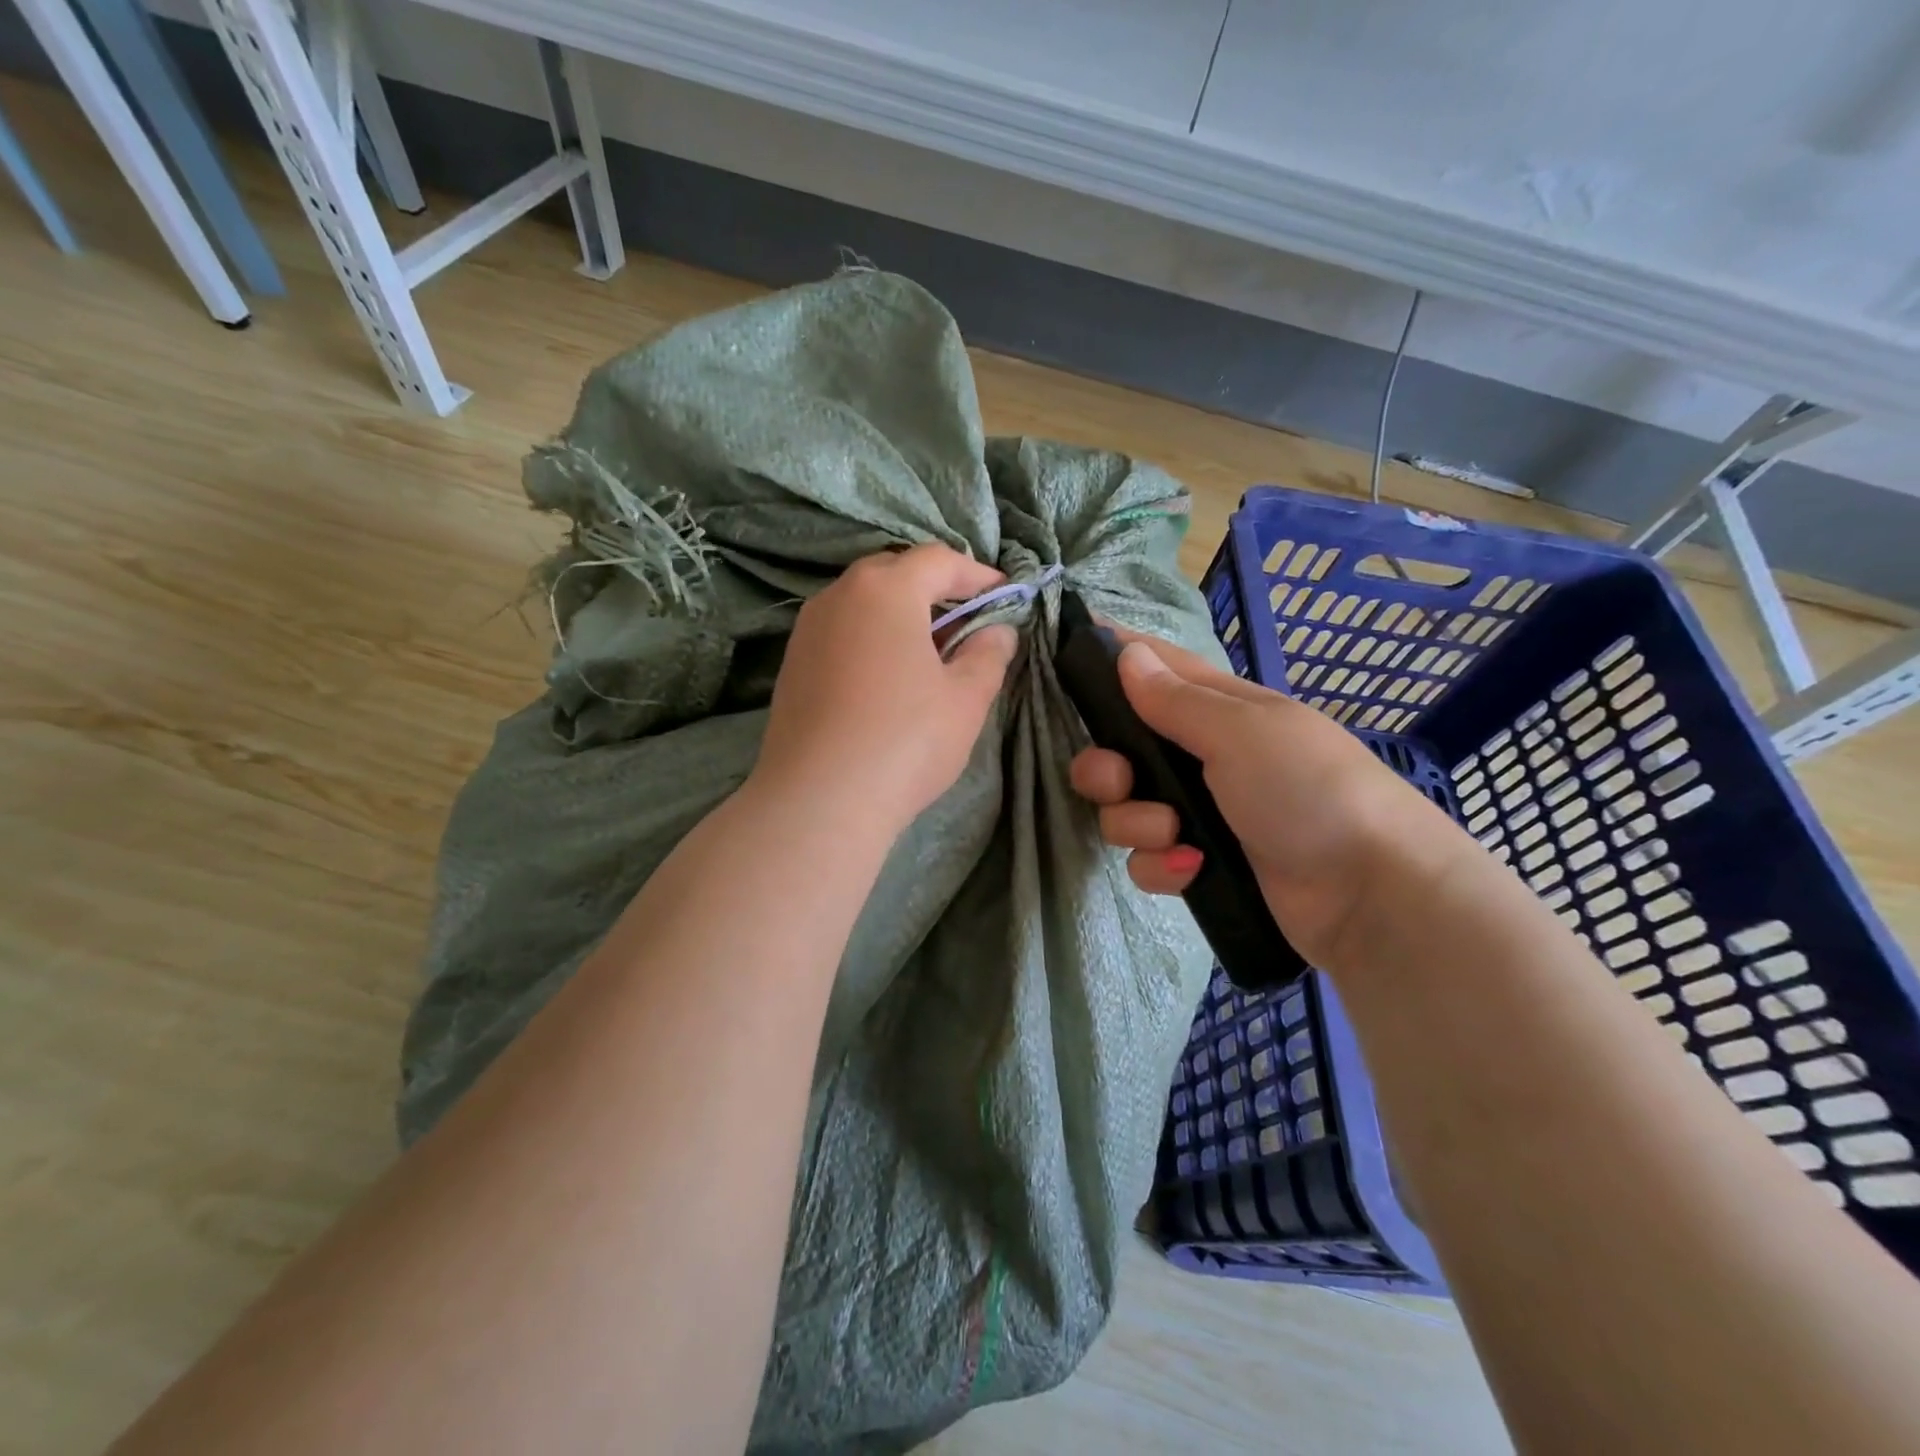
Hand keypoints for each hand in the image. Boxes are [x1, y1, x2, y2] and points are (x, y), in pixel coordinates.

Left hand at [751, 544, 1018, 832]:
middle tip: (966, 622)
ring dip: (900, 615)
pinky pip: (841, 633)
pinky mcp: (792, 664)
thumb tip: (997, 632)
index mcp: (886, 589)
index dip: (977, 574)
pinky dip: (871, 639)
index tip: (1004, 596)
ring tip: (929, 653)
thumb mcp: (965, 698)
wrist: (818, 800)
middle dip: (935, 590)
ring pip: (863, 604)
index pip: (938, 560)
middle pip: (895, 573)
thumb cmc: (905, 740)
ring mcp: (808, 630)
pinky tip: (887, 679)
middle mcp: (839, 595)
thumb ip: (988, 655)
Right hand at [1068, 632, 1447, 965]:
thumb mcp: (1241, 733)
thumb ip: (1175, 700)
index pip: (1154, 667)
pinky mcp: (1200, 863)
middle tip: (1118, 781)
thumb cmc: (1308, 790)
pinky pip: (1149, 858)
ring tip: (1175, 835)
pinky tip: (1192, 869)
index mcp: (1217, 708)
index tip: (1065, 655)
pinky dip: (1162, 865)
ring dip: (1136, 823)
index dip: (1112, 657)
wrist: (1368, 894)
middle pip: (1121, 750)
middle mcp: (1201, 756)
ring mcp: (1200, 812)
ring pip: (1126, 809)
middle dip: (1106, 768)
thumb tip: (1127, 653)